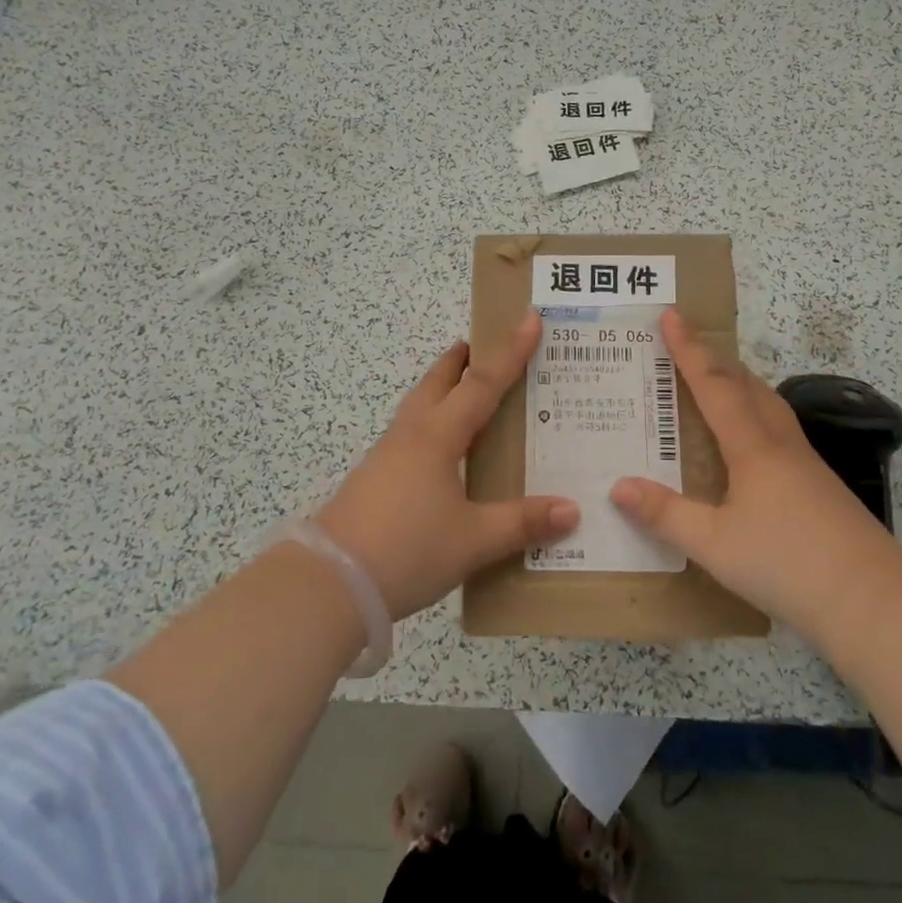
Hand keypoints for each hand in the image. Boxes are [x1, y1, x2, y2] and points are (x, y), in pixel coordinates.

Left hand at [318, 312, 578, 620]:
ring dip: (441, 389)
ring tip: (462, 390)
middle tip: (481, 345)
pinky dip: (431, 422)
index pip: (483, 384)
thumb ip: (522, 523)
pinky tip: (439, 450)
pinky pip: (410, 434)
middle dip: (461, 360)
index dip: (510, 353)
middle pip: (437, 382)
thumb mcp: (473, 540)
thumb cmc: (407, 548)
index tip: (528, 320)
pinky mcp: (374, 479)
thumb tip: (572, 509)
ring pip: (419, 407)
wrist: (329, 582)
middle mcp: (411, 435)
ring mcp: (387, 456)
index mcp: (438, 436)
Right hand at [610, 308, 899, 639]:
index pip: (713, 385)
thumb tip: (618, 486)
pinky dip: (756, 416)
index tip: (671, 315)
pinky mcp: (820, 488)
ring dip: (740, 384)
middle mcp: (781, 445)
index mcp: (752, 448)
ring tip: (718, 384)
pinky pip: (779, 432)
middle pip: (747, 386)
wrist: (874, 601)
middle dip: (715, 360)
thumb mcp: (715, 544)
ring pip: (769, 406)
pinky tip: (751, 445)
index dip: (689, 349)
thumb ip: (666, 514)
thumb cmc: (787, 564)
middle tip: (688, 345)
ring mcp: (807, 465)